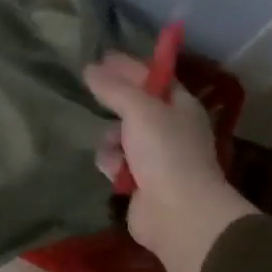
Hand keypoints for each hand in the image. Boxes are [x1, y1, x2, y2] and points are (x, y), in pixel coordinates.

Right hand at [85, 52, 257, 271]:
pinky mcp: (139, 181)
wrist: (178, 214)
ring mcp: (155, 156)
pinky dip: (112, 164)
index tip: (101, 57)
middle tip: (91, 91)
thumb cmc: (166, 152)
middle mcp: (170, 127)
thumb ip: (114, 87)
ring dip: (110, 139)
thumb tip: (90, 68)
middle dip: (114, 103)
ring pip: (119, 134)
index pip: (152, 76)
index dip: (128, 65)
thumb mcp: (139, 110)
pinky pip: (116, 161)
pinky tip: (115, 171)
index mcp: (180, 105)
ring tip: (114, 148)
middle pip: (133, 105)